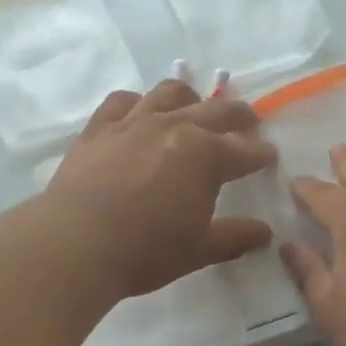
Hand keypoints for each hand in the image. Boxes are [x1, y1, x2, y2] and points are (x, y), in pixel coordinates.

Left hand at [46, 80, 277, 299]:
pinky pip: (122, 101)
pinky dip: (137, 103)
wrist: (76, 243)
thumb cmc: (145, 251)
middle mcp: (174, 127)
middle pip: (215, 111)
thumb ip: (234, 238)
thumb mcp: (198, 250)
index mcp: (206, 156)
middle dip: (238, 116)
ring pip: (169, 94)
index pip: (244, 151)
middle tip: (248, 122)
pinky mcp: (99, 127)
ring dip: (190, 98)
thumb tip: (264, 232)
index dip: (260, 154)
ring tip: (194, 106)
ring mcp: (134, 122)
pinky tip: (138, 112)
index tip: (268, 157)